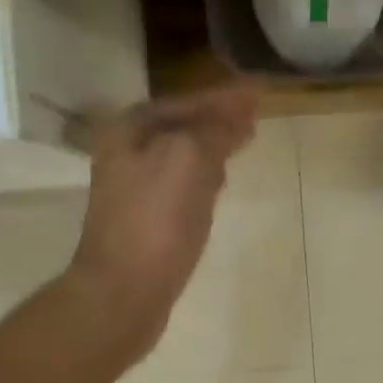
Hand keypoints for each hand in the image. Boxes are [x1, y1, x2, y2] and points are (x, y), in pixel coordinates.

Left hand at [68, 83, 260, 354]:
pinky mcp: (146, 220)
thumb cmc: (156, 219)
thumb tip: (239, 109)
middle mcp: (127, 153)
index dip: (224, 97)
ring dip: (212, 146)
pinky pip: (181, 185)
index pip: (186, 102)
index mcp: (131, 130)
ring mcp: (135, 189)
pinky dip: (203, 176)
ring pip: (182, 156)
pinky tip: (220, 182)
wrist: (123, 291)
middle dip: (218, 119)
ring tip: (243, 140)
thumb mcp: (189, 159)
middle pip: (182, 127)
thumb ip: (215, 129)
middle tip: (255, 115)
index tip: (259, 92)